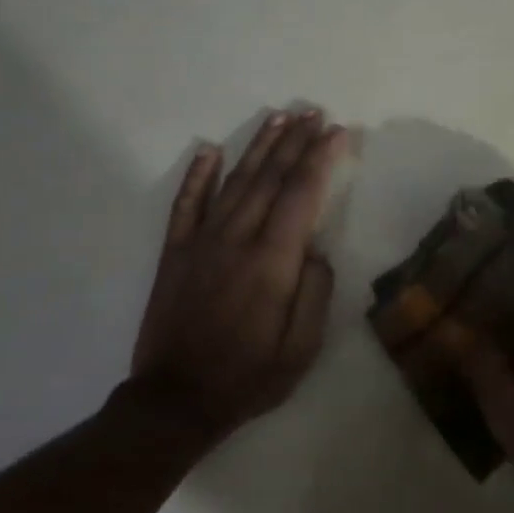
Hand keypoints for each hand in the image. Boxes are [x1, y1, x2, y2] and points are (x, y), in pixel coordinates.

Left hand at [128, 109, 347, 445]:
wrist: (177, 399)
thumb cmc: (249, 377)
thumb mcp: (302, 348)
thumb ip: (315, 293)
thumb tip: (316, 249)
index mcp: (272, 262)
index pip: (302, 195)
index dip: (321, 159)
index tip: (338, 132)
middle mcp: (236, 240)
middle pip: (270, 178)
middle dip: (295, 142)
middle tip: (313, 112)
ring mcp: (201, 242)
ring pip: (234, 182)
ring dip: (258, 147)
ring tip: (279, 118)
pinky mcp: (175, 253)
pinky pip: (186, 204)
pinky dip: (198, 175)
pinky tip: (208, 150)